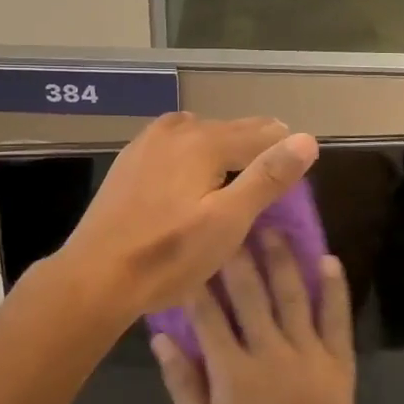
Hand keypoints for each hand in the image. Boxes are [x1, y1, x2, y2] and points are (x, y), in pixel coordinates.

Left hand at [51, 113, 317, 329]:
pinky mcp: (128, 163)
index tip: (301, 152)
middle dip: (254, 140)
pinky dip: (191, 148)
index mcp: (203, 142)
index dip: (282, 143)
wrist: (96, 275)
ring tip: (237, 159)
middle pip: (227, 128)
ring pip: (196, 132)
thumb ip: (267, 178)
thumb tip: (307, 139)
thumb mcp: (228, 221)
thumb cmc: (168, 255)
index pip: (257, 133)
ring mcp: (146, 144)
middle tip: (276, 154)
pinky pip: (171, 142)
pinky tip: (190, 167)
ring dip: (221, 141)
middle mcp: (174, 131)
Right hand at [151, 230, 360, 403]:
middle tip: (230, 222)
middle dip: (237, 256)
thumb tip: (159, 339)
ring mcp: (309, 356)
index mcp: (234, 374)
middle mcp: (271, 356)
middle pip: (250, 295)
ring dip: (281, 260)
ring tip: (271, 228)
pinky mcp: (339, 361)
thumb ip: (181, 383)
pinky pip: (336, 319)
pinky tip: (328, 259)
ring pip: (292, 297)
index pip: (208, 316)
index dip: (197, 281)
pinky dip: (334, 289)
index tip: (190, 251)